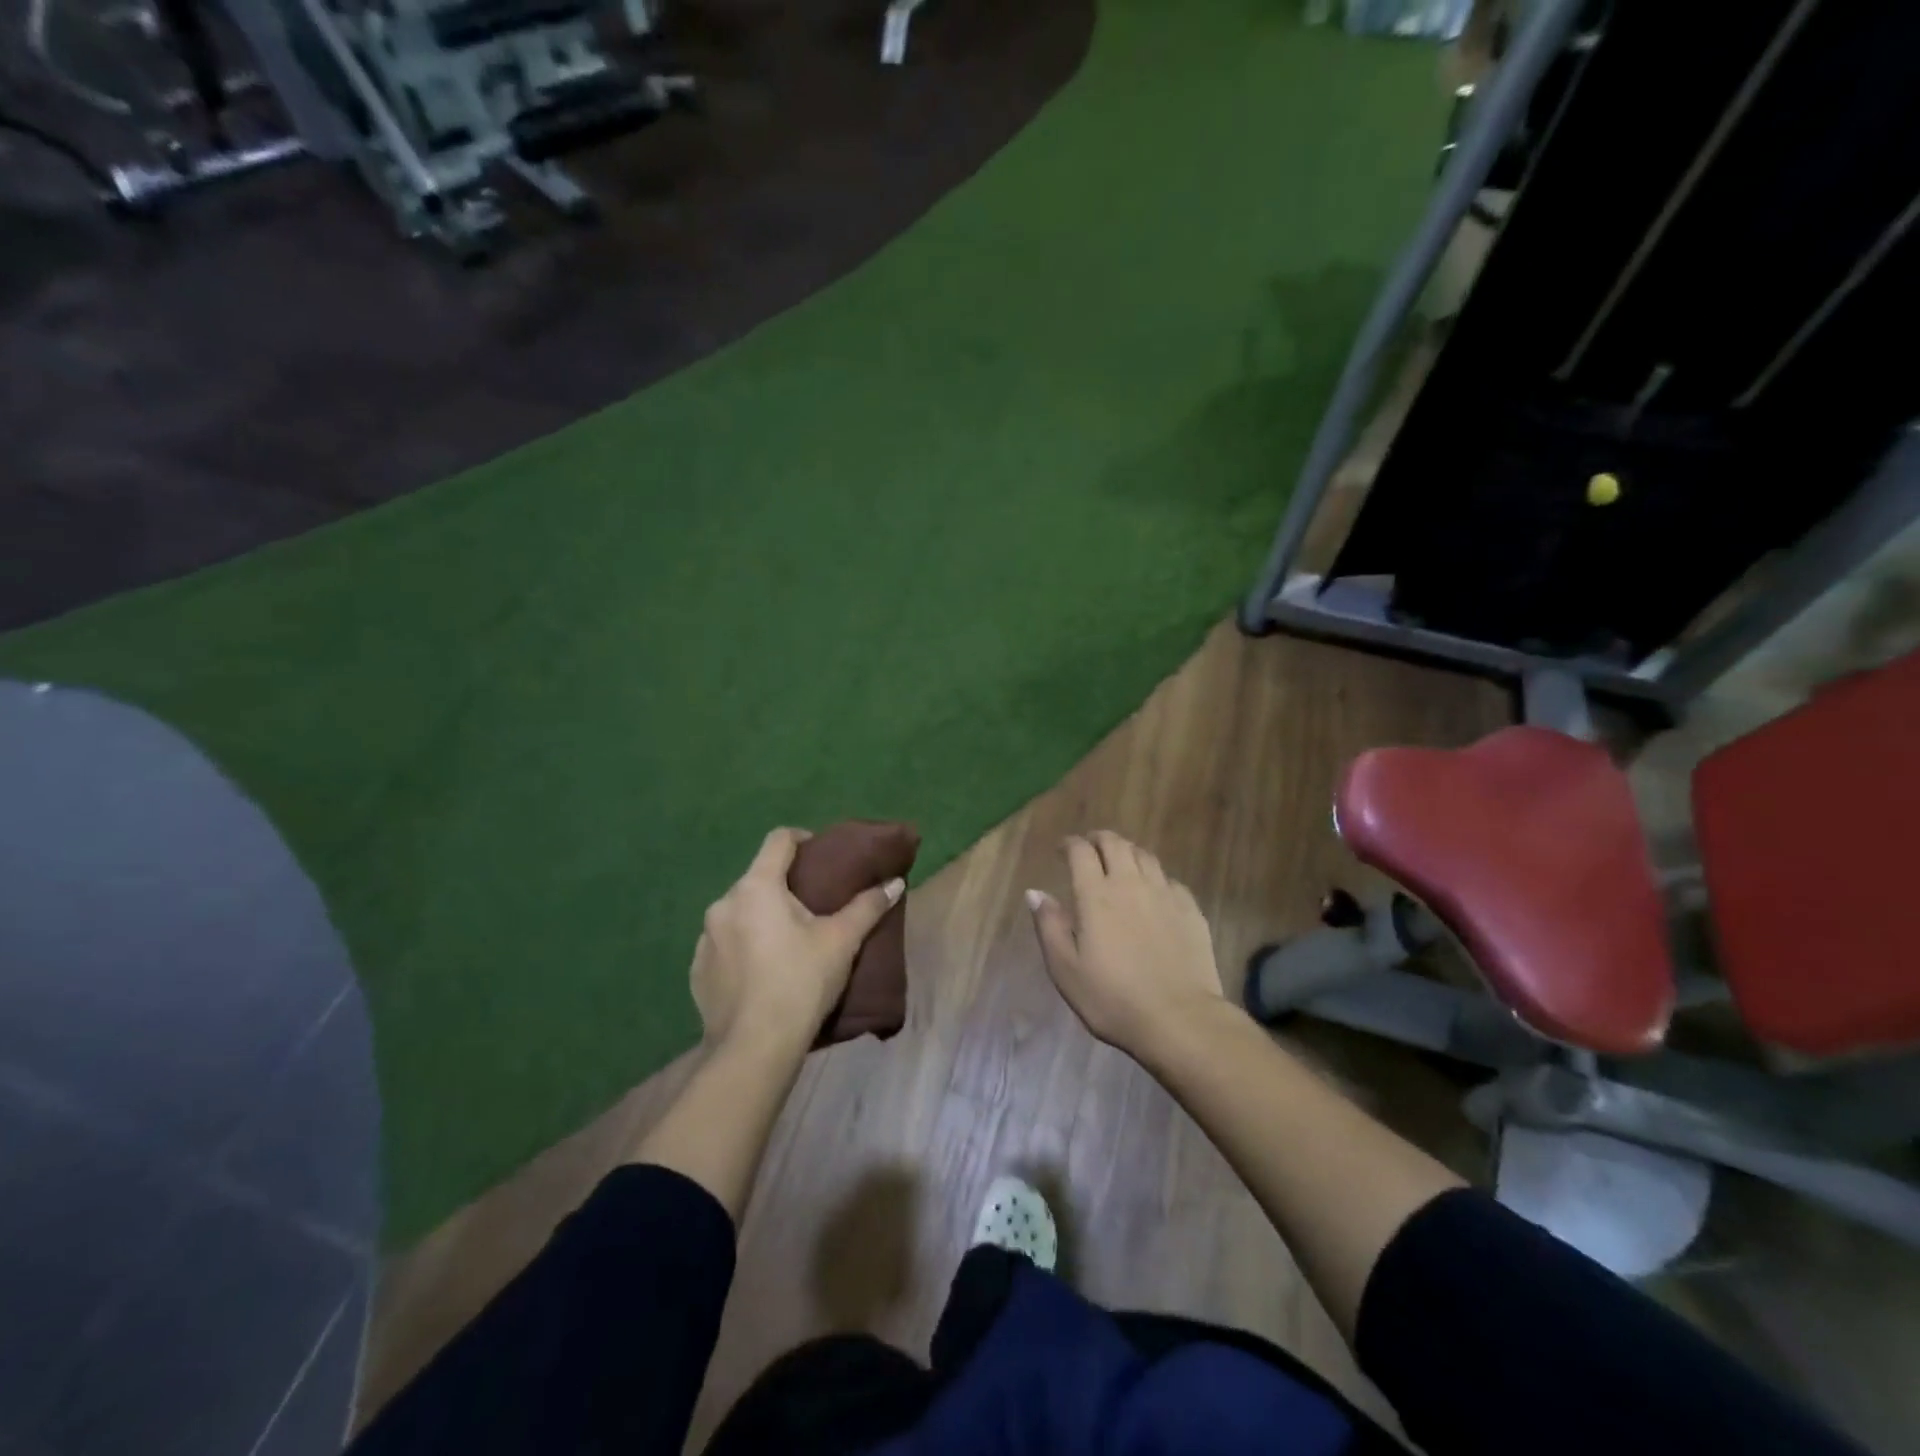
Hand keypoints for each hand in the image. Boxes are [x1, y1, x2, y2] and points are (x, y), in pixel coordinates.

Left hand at [692, 828, 904, 1054]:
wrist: (755, 1048)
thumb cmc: (801, 981)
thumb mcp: (842, 940)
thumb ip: (868, 906)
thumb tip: (895, 882)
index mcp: (756, 887)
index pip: (778, 840)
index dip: (802, 839)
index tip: (821, 855)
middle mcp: (723, 904)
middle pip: (758, 878)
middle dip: (784, 885)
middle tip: (813, 906)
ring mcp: (704, 938)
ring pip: (739, 912)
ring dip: (761, 917)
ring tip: (788, 941)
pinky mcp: (697, 970)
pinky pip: (724, 944)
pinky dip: (743, 946)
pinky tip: (762, 971)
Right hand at [1027, 831, 1226, 1060]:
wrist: (1180, 1019)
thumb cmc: (1113, 999)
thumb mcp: (1066, 970)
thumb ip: (1049, 926)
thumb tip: (1035, 892)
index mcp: (1096, 895)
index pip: (1080, 851)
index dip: (1069, 844)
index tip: (1062, 850)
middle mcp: (1130, 884)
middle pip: (1115, 843)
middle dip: (1098, 839)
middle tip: (1090, 848)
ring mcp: (1165, 894)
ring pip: (1144, 856)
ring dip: (1127, 852)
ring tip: (1120, 863)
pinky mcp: (1190, 909)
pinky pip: (1169, 879)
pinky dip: (1155, 876)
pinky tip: (1153, 892)